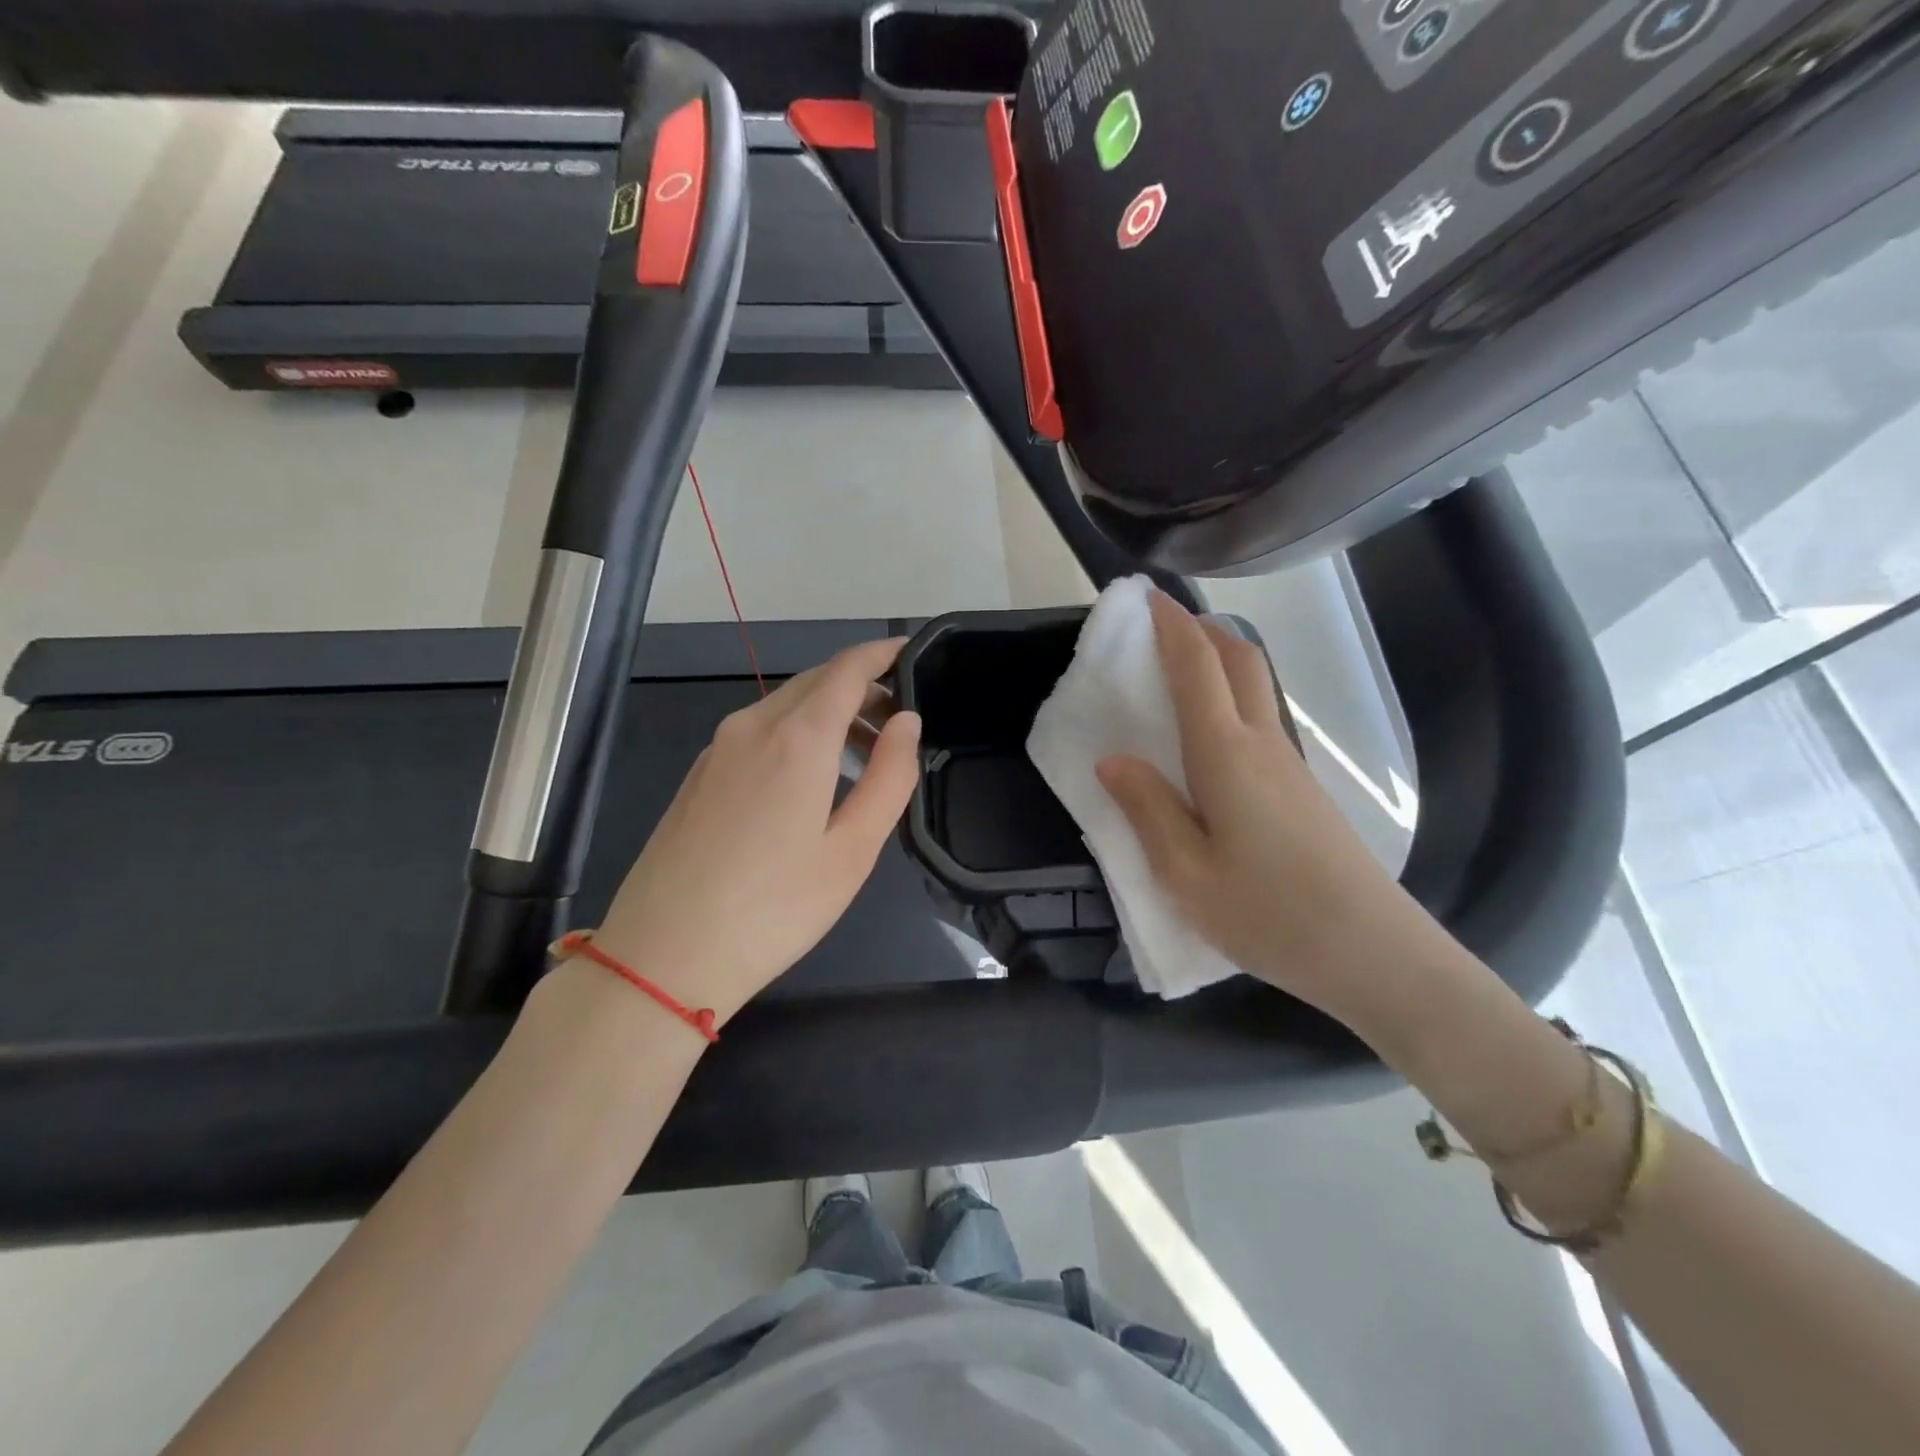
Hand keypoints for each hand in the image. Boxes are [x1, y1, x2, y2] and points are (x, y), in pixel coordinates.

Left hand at [592, 639, 920, 1025]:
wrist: (663, 956)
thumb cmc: (774, 908)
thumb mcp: (853, 850)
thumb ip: (890, 777)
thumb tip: (906, 722)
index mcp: (798, 738)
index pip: (848, 668)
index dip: (883, 653)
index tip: (912, 654)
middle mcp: (753, 725)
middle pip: (816, 680)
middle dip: (861, 685)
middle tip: (899, 719)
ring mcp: (718, 748)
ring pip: (785, 704)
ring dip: (829, 712)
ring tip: (865, 755)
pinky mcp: (699, 773)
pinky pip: (759, 730)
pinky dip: (797, 732)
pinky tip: (810, 779)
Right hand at [1095, 592, 1454, 1027]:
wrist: (1373, 953)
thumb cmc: (1268, 914)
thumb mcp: (1184, 874)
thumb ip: (1147, 809)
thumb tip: (1113, 760)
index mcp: (1226, 754)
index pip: (1198, 667)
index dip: (1171, 626)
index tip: (1145, 598)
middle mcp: (1262, 744)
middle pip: (1241, 659)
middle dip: (1201, 629)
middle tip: (1161, 626)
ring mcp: (1289, 765)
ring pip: (1256, 687)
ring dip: (1220, 661)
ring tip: (1177, 672)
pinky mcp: (1302, 789)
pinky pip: (1262, 720)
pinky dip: (1232, 699)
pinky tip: (1208, 736)